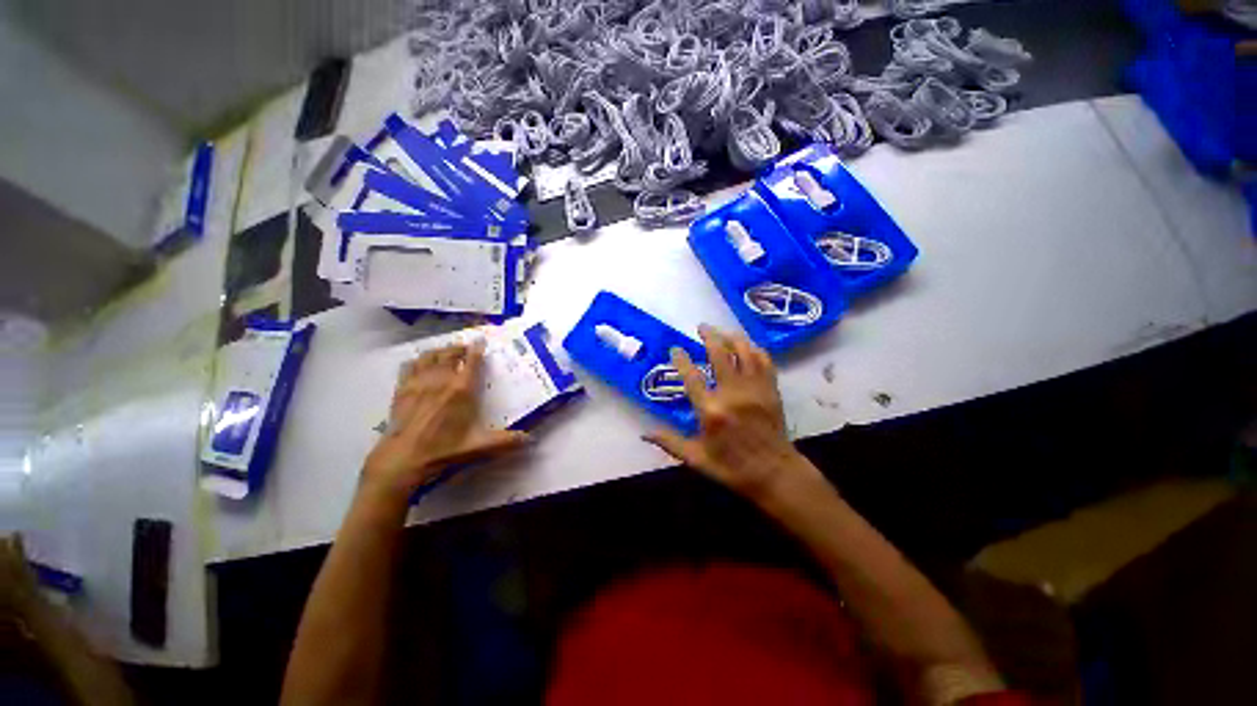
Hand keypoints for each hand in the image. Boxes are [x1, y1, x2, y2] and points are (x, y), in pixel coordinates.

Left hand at [362, 341, 528, 497]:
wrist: (403, 459)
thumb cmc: (444, 450)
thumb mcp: (479, 446)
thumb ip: (506, 441)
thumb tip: (530, 439)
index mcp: (462, 390)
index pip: (472, 361)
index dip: (477, 348)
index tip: (481, 340)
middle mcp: (441, 380)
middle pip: (450, 353)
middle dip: (459, 347)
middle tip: (466, 348)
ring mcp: (419, 383)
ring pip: (429, 356)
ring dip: (439, 350)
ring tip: (445, 352)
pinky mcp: (402, 389)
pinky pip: (409, 365)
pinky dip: (417, 360)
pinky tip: (420, 364)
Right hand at [644, 325, 817, 501]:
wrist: (775, 474)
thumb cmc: (732, 468)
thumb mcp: (696, 459)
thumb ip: (669, 442)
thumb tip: (643, 434)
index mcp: (711, 411)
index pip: (691, 376)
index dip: (681, 359)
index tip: (675, 348)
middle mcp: (732, 394)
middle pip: (720, 354)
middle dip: (709, 336)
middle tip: (702, 327)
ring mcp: (754, 390)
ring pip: (744, 352)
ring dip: (732, 337)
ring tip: (722, 331)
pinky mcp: (771, 390)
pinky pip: (764, 361)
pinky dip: (755, 350)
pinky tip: (748, 346)